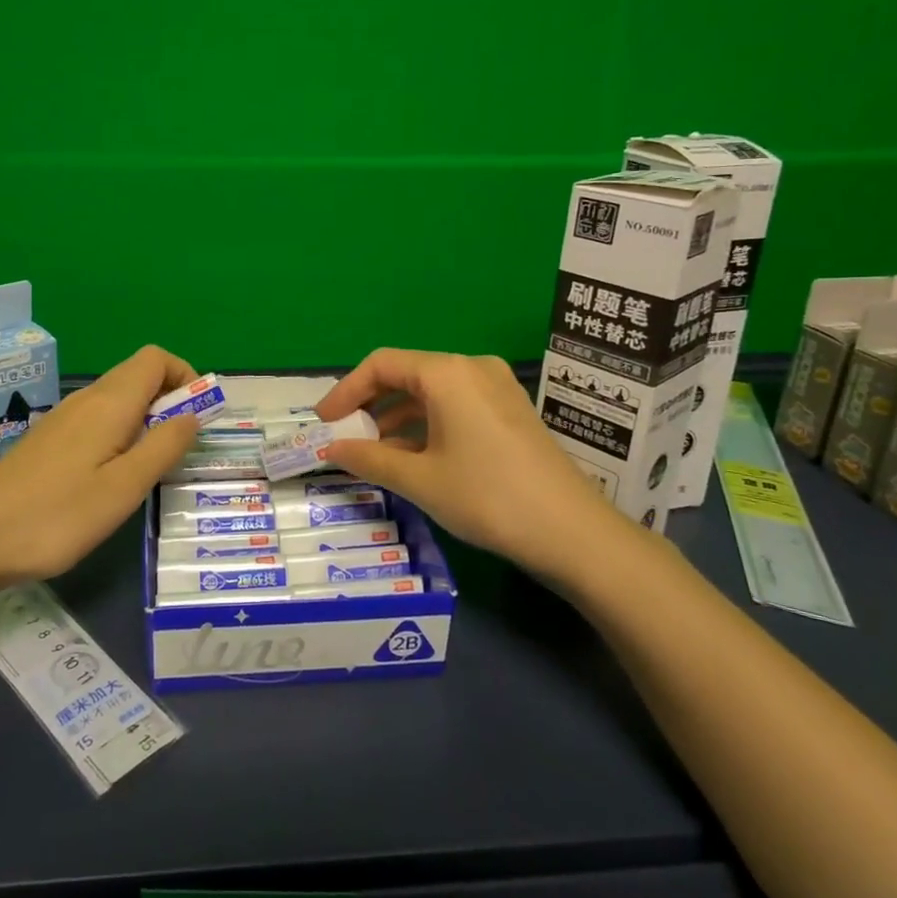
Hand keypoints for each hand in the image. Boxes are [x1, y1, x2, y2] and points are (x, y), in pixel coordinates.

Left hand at [0, 344, 204, 585]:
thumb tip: (193, 415)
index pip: (156, 358)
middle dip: (170, 400)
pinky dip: (121, 434)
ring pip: (118, 400)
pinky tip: (112, 478)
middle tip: (181, 449)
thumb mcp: (124, 488)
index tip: (198, 417)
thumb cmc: (57, 516)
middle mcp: (87, 400)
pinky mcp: (49, 441)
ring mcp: (64, 419)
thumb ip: (163, 447)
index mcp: (110, 403)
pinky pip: (98, 420)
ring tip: (151, 468)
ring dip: (146, 420)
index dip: (185, 376)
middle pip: (138, 375)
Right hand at [312, 348, 625, 578]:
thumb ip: (369, 458)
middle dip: (371, 405)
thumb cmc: (487, 497)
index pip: (381, 364)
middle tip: (345, 436)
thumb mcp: (420, 480)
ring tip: (373, 452)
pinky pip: (455, 406)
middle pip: (406, 374)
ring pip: (431, 392)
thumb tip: (331, 448)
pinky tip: (413, 456)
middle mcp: (472, 368)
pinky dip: (426, 425)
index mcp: (447, 373)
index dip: (346, 391)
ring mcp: (497, 388)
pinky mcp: (510, 411)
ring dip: (397, 418)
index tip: (323, 422)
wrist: (573, 532)